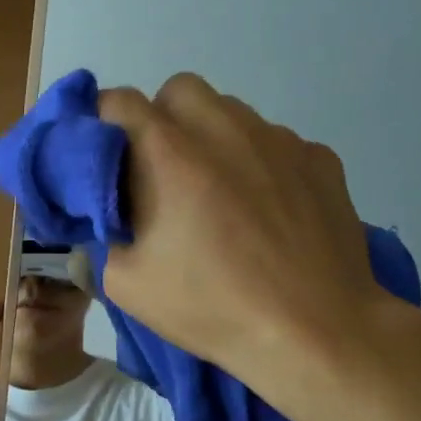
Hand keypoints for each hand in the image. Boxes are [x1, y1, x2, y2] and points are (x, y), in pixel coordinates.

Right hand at [98, 74, 394, 416]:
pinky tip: (266, 210)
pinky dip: (258, 162)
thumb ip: (102, 239)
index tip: (104, 157)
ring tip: (217, 192)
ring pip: (230, 111)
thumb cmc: (211, 306)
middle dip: (160, 119)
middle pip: (178, 90)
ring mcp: (278, 139)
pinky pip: (275, 141)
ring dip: (210, 137)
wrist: (315, 330)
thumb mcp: (126, 285)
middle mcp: (223, 129)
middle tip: (159, 172)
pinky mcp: (319, 158)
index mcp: (169, 153)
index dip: (101, 122)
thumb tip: (103, 221)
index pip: (118, 100)